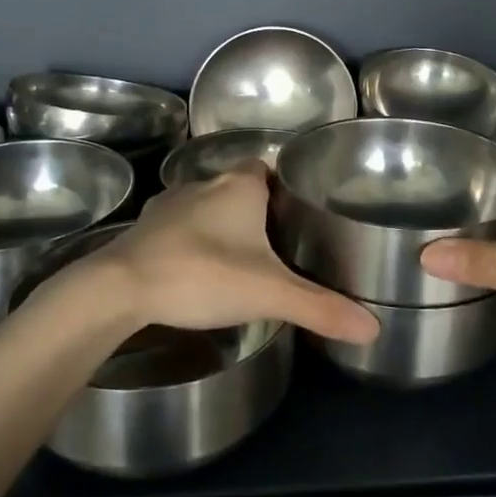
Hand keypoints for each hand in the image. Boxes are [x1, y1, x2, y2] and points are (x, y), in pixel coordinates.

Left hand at [58, 165, 379, 343]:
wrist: (120, 288)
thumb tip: (375, 328)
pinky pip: (177, 227)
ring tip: (238, 259)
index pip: (266, 168)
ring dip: (219, 225)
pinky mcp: (144, 228)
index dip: (282, 187)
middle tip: (275, 244)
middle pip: (238, 188)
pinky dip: (189, 241)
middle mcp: (205, 184)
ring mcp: (169, 204)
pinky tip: (196, 269)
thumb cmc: (203, 274)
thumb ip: (321, 308)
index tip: (296, 215)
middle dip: (254, 211)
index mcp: (240, 186)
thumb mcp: (270, 294)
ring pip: (205, 206)